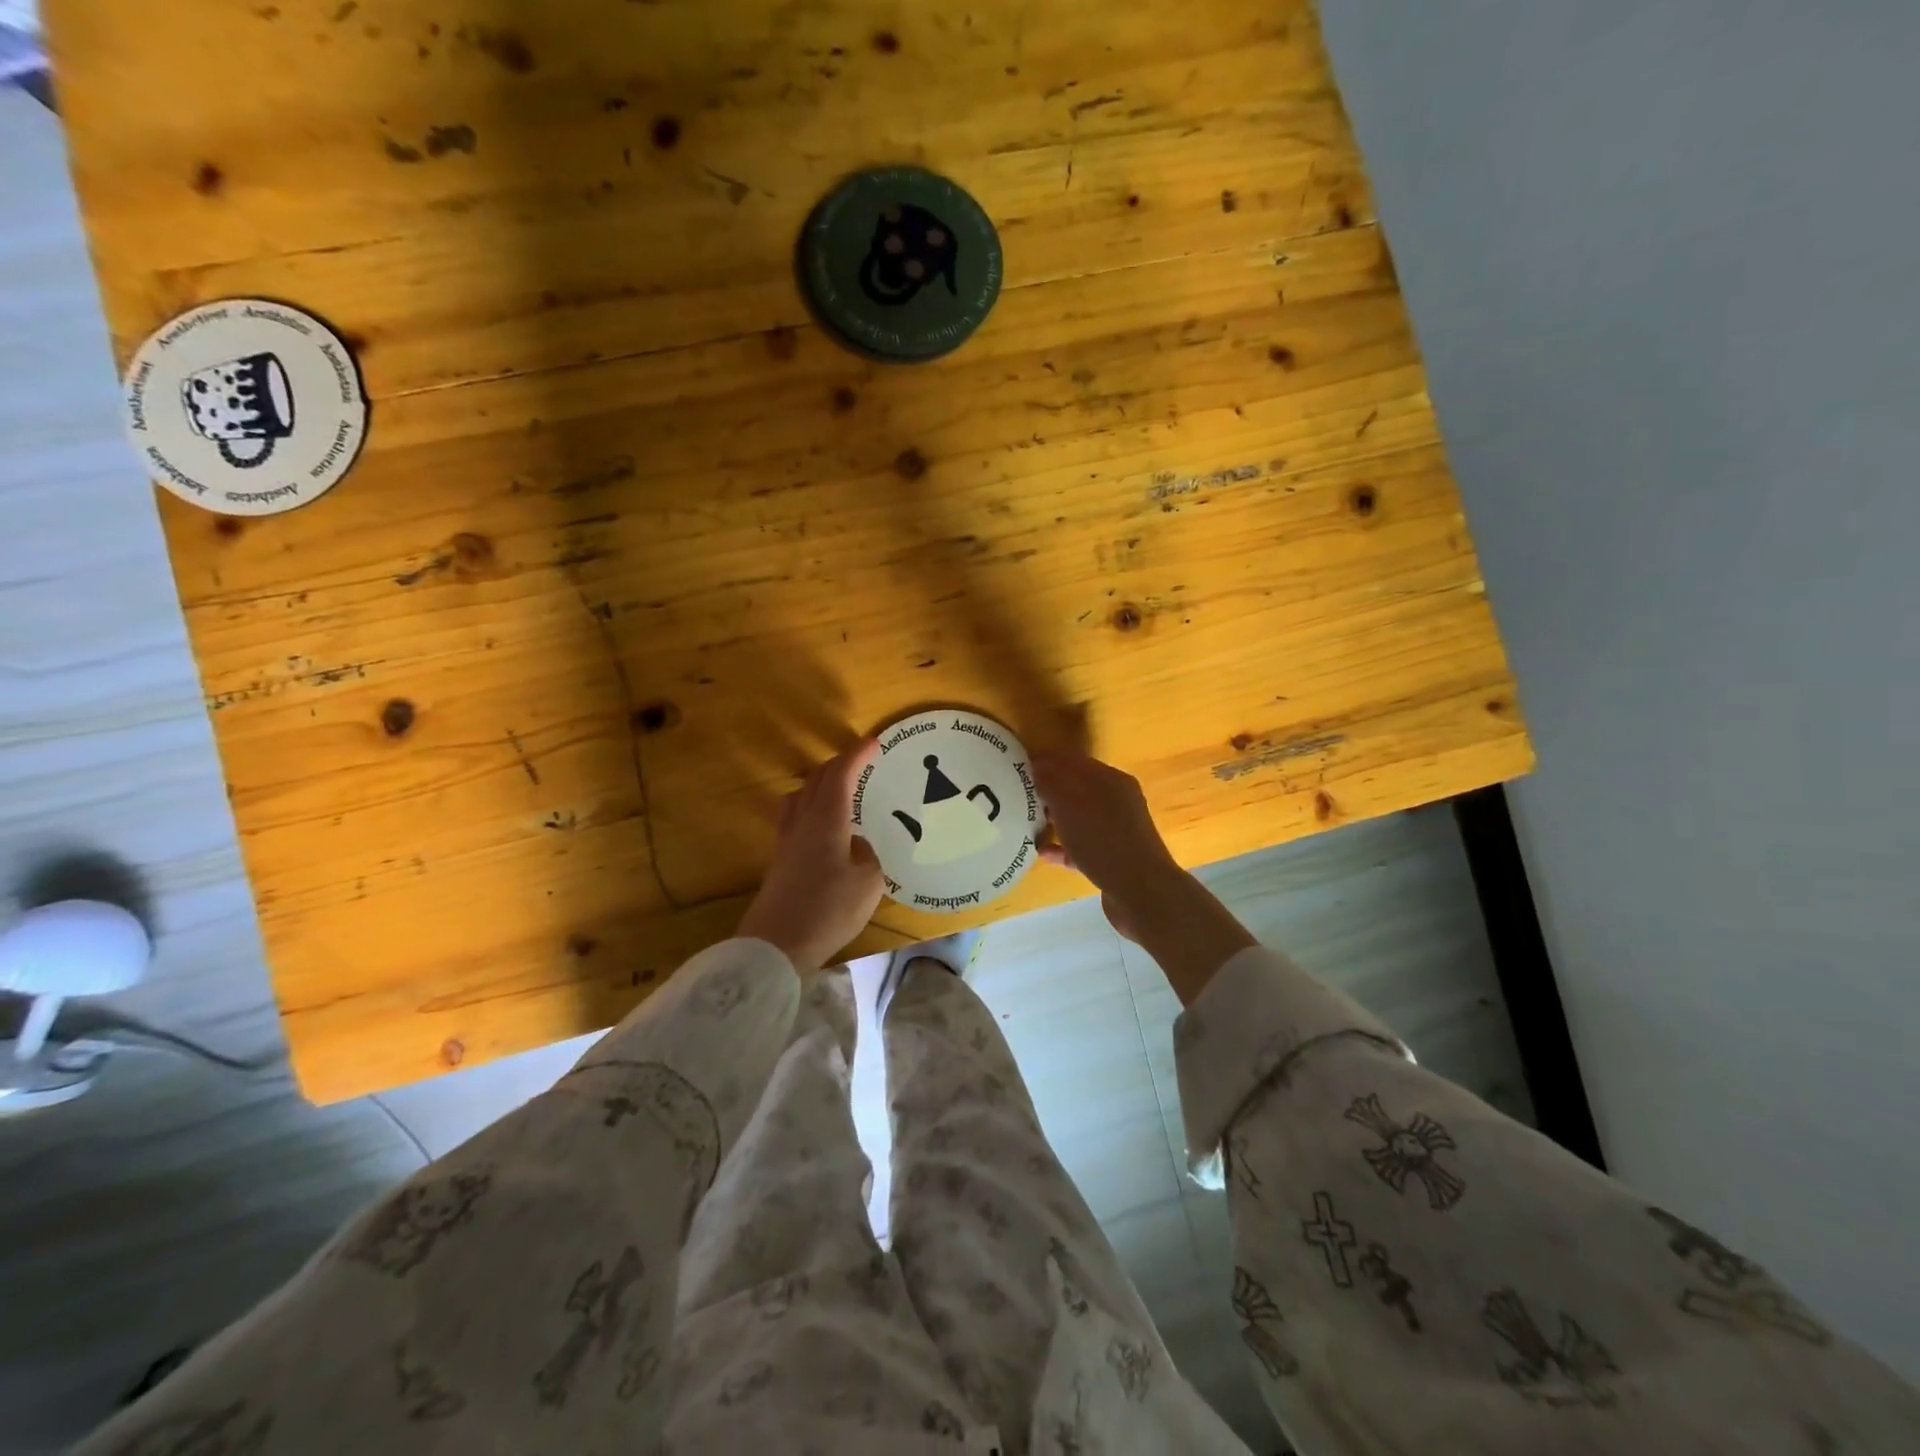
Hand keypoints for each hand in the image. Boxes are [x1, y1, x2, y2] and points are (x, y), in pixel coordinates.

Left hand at [738, 740, 884, 973]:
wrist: (775, 946)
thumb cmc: (828, 909)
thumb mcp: (868, 883)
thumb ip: (867, 856)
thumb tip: (857, 846)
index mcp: (826, 820)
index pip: (840, 775)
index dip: (856, 756)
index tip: (873, 742)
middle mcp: (802, 823)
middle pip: (815, 781)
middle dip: (837, 765)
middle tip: (859, 763)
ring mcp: (786, 843)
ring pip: (799, 798)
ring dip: (818, 785)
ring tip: (837, 791)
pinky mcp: (779, 863)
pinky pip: (795, 820)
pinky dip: (812, 809)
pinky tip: (825, 830)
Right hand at [1031, 751, 1180, 932]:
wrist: (1141, 893)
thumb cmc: (1103, 840)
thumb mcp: (1071, 804)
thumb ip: (1053, 781)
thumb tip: (1038, 765)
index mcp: (1110, 780)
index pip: (1073, 761)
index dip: (1046, 761)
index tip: (1017, 768)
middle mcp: (1116, 801)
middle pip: (1076, 789)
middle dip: (1048, 790)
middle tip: (1017, 795)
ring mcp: (1116, 832)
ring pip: (1078, 818)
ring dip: (1054, 818)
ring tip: (1024, 821)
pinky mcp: (1111, 859)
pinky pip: (1080, 847)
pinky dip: (1062, 847)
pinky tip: (1040, 852)